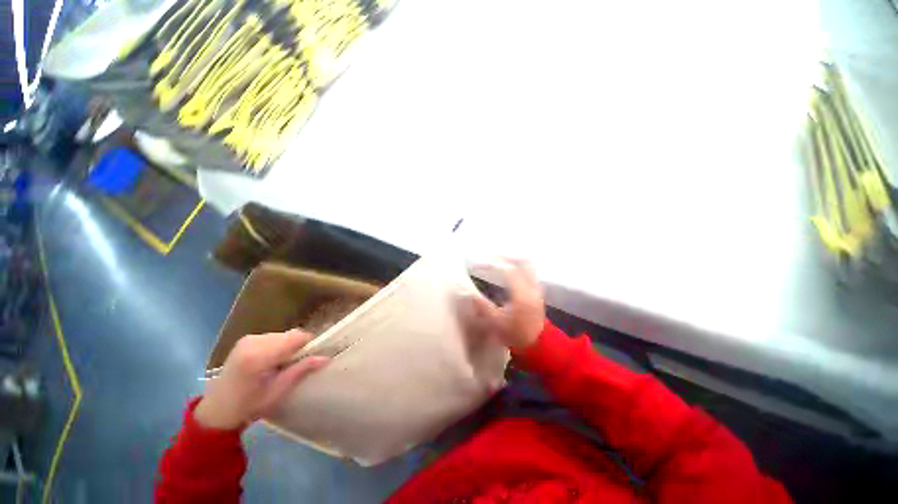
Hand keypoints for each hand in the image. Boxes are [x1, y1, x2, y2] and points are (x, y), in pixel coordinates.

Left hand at [194, 330, 327, 429]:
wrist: (217, 410)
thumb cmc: (249, 405)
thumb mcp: (278, 391)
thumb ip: (301, 370)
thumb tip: (326, 358)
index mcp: (259, 356)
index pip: (296, 337)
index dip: (308, 345)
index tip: (311, 358)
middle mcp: (253, 342)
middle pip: (290, 335)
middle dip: (298, 346)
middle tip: (296, 364)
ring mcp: (247, 339)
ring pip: (282, 335)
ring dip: (288, 346)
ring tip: (282, 364)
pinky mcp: (245, 340)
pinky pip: (272, 337)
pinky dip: (278, 345)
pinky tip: (271, 360)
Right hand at [461, 259, 545, 349]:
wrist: (539, 345)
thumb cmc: (516, 335)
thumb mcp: (496, 323)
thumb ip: (482, 306)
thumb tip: (468, 292)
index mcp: (521, 295)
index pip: (507, 270)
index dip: (492, 264)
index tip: (478, 264)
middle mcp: (531, 287)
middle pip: (522, 261)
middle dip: (505, 256)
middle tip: (490, 256)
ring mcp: (536, 288)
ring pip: (527, 265)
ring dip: (512, 259)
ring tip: (497, 260)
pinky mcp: (537, 291)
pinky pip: (528, 271)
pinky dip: (517, 266)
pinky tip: (507, 270)